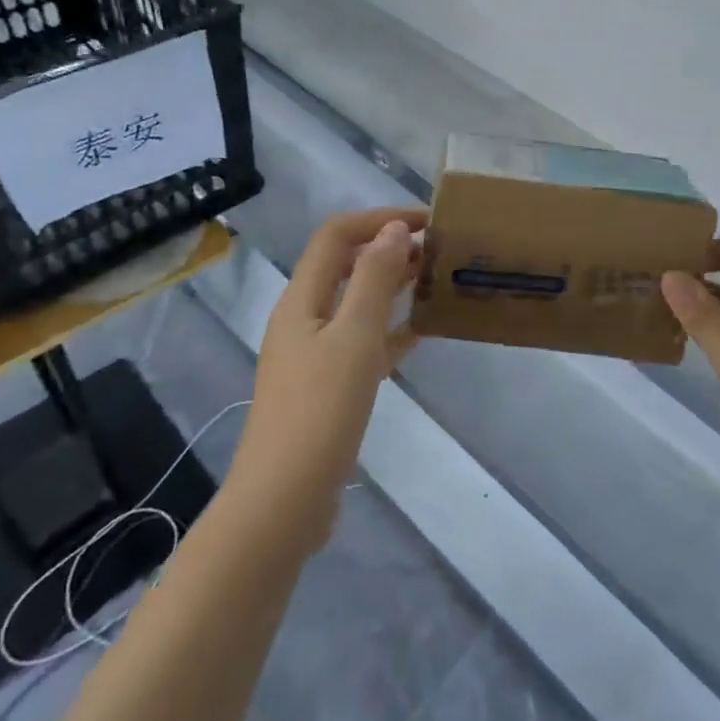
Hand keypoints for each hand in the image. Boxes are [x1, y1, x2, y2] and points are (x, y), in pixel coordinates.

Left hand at [231, 208, 425, 548]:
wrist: (283, 501)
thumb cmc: (320, 412)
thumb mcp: (354, 339)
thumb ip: (374, 280)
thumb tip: (393, 230)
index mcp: (302, 299)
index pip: (336, 235)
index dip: (378, 219)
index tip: (426, 223)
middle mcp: (303, 319)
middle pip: (344, 266)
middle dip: (387, 249)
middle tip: (436, 250)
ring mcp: (312, 355)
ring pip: (355, 304)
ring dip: (390, 286)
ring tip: (433, 281)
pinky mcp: (325, 387)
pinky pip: (361, 343)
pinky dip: (389, 330)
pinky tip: (421, 333)